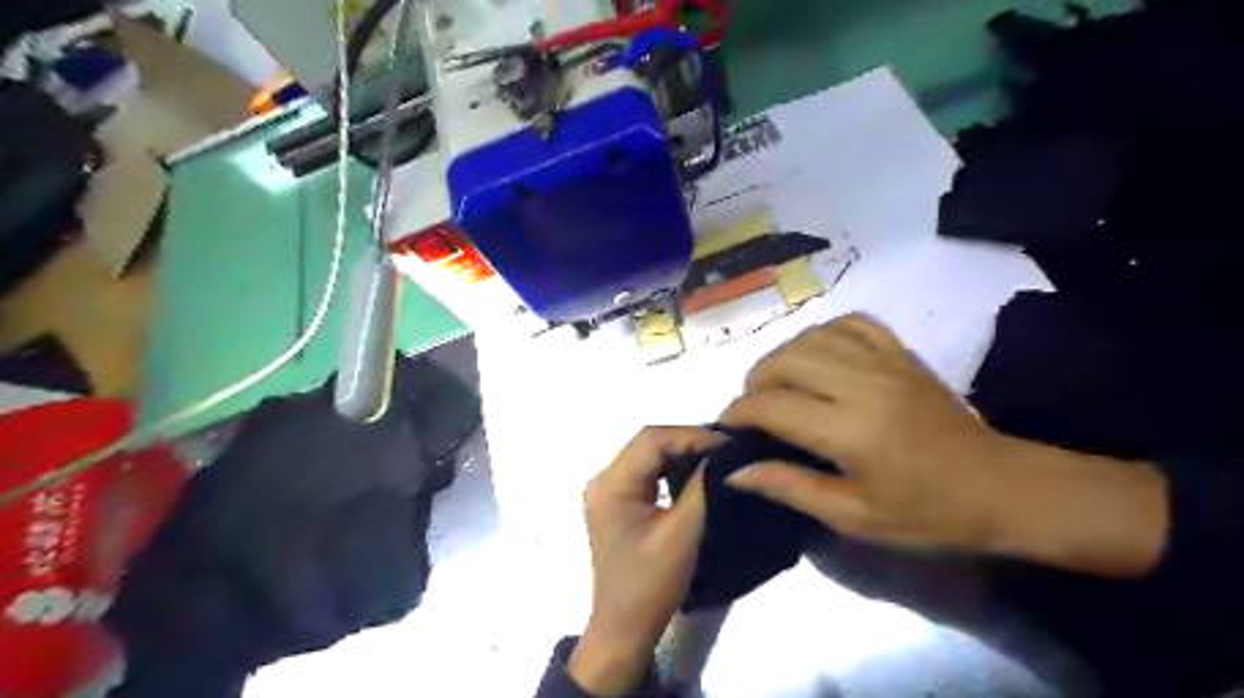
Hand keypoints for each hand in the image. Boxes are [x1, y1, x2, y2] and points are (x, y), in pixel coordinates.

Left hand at [568, 426, 724, 691]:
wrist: (623, 629)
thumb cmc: (650, 585)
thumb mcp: (682, 534)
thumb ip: (701, 487)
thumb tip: (724, 453)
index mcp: (611, 485)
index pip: (652, 440)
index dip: (692, 435)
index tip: (730, 443)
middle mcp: (603, 478)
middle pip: (649, 443)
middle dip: (689, 441)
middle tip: (729, 448)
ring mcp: (608, 489)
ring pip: (649, 454)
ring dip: (682, 452)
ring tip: (718, 457)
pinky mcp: (618, 500)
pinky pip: (647, 471)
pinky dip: (672, 467)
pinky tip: (697, 472)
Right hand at [720, 314, 1167, 577]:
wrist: (1003, 488)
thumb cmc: (928, 514)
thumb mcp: (854, 517)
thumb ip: (790, 488)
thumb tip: (735, 471)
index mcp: (850, 431)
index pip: (771, 406)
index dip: (738, 413)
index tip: (727, 427)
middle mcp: (863, 385)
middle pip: (785, 361)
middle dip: (755, 381)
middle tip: (754, 408)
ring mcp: (885, 362)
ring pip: (812, 337)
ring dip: (783, 356)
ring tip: (780, 383)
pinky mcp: (903, 352)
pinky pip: (851, 322)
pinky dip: (824, 333)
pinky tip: (819, 356)